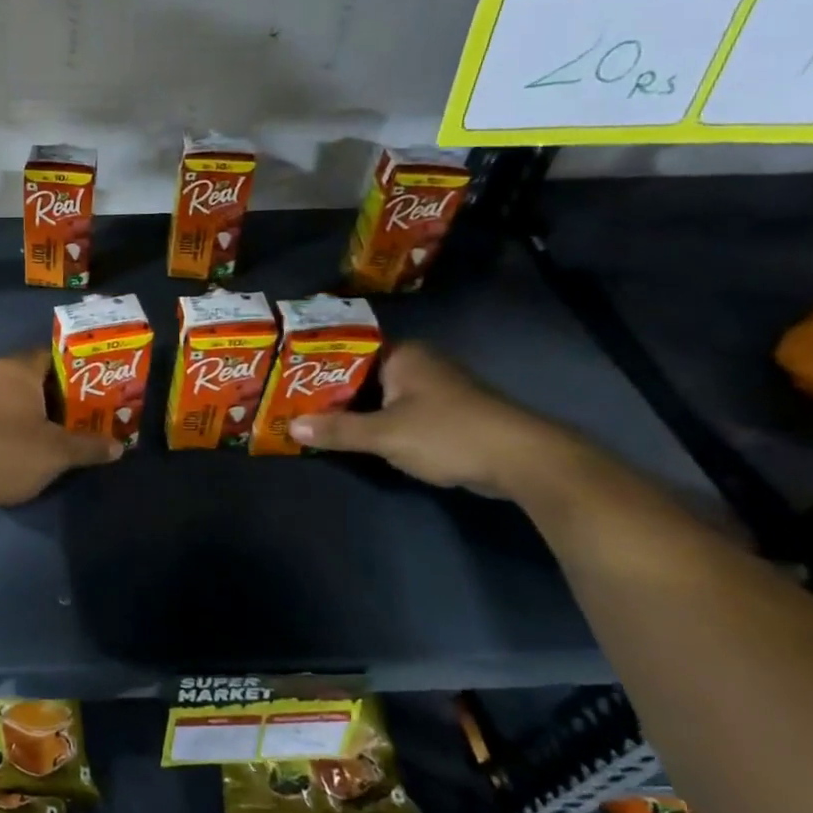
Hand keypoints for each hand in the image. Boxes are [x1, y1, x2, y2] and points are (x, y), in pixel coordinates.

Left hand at [0, 349, 121, 506]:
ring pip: (12, 396)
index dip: (75, 370)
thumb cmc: (11, 452)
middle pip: (32, 376)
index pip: (51, 356)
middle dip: (56, 393)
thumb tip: (119, 447)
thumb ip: (89, 446)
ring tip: (58, 428)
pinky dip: (12, 422)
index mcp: (16, 369)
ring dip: (33, 409)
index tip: (94, 386)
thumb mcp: (58, 452)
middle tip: (82, 410)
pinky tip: (27, 442)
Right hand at [288, 343, 575, 497]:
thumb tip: (290, 426)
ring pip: (383, 395)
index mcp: (404, 356)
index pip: (349, 351)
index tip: (288, 380)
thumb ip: (338, 430)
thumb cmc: (448, 434)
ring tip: (316, 421)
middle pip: (364, 375)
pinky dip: (380, 423)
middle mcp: (421, 364)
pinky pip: (401, 412)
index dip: (318, 366)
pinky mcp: (449, 415)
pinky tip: (358, 437)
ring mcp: (437, 389)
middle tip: (293, 404)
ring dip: (356, 410)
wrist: (524, 461)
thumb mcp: (385, 434)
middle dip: (333, 392)